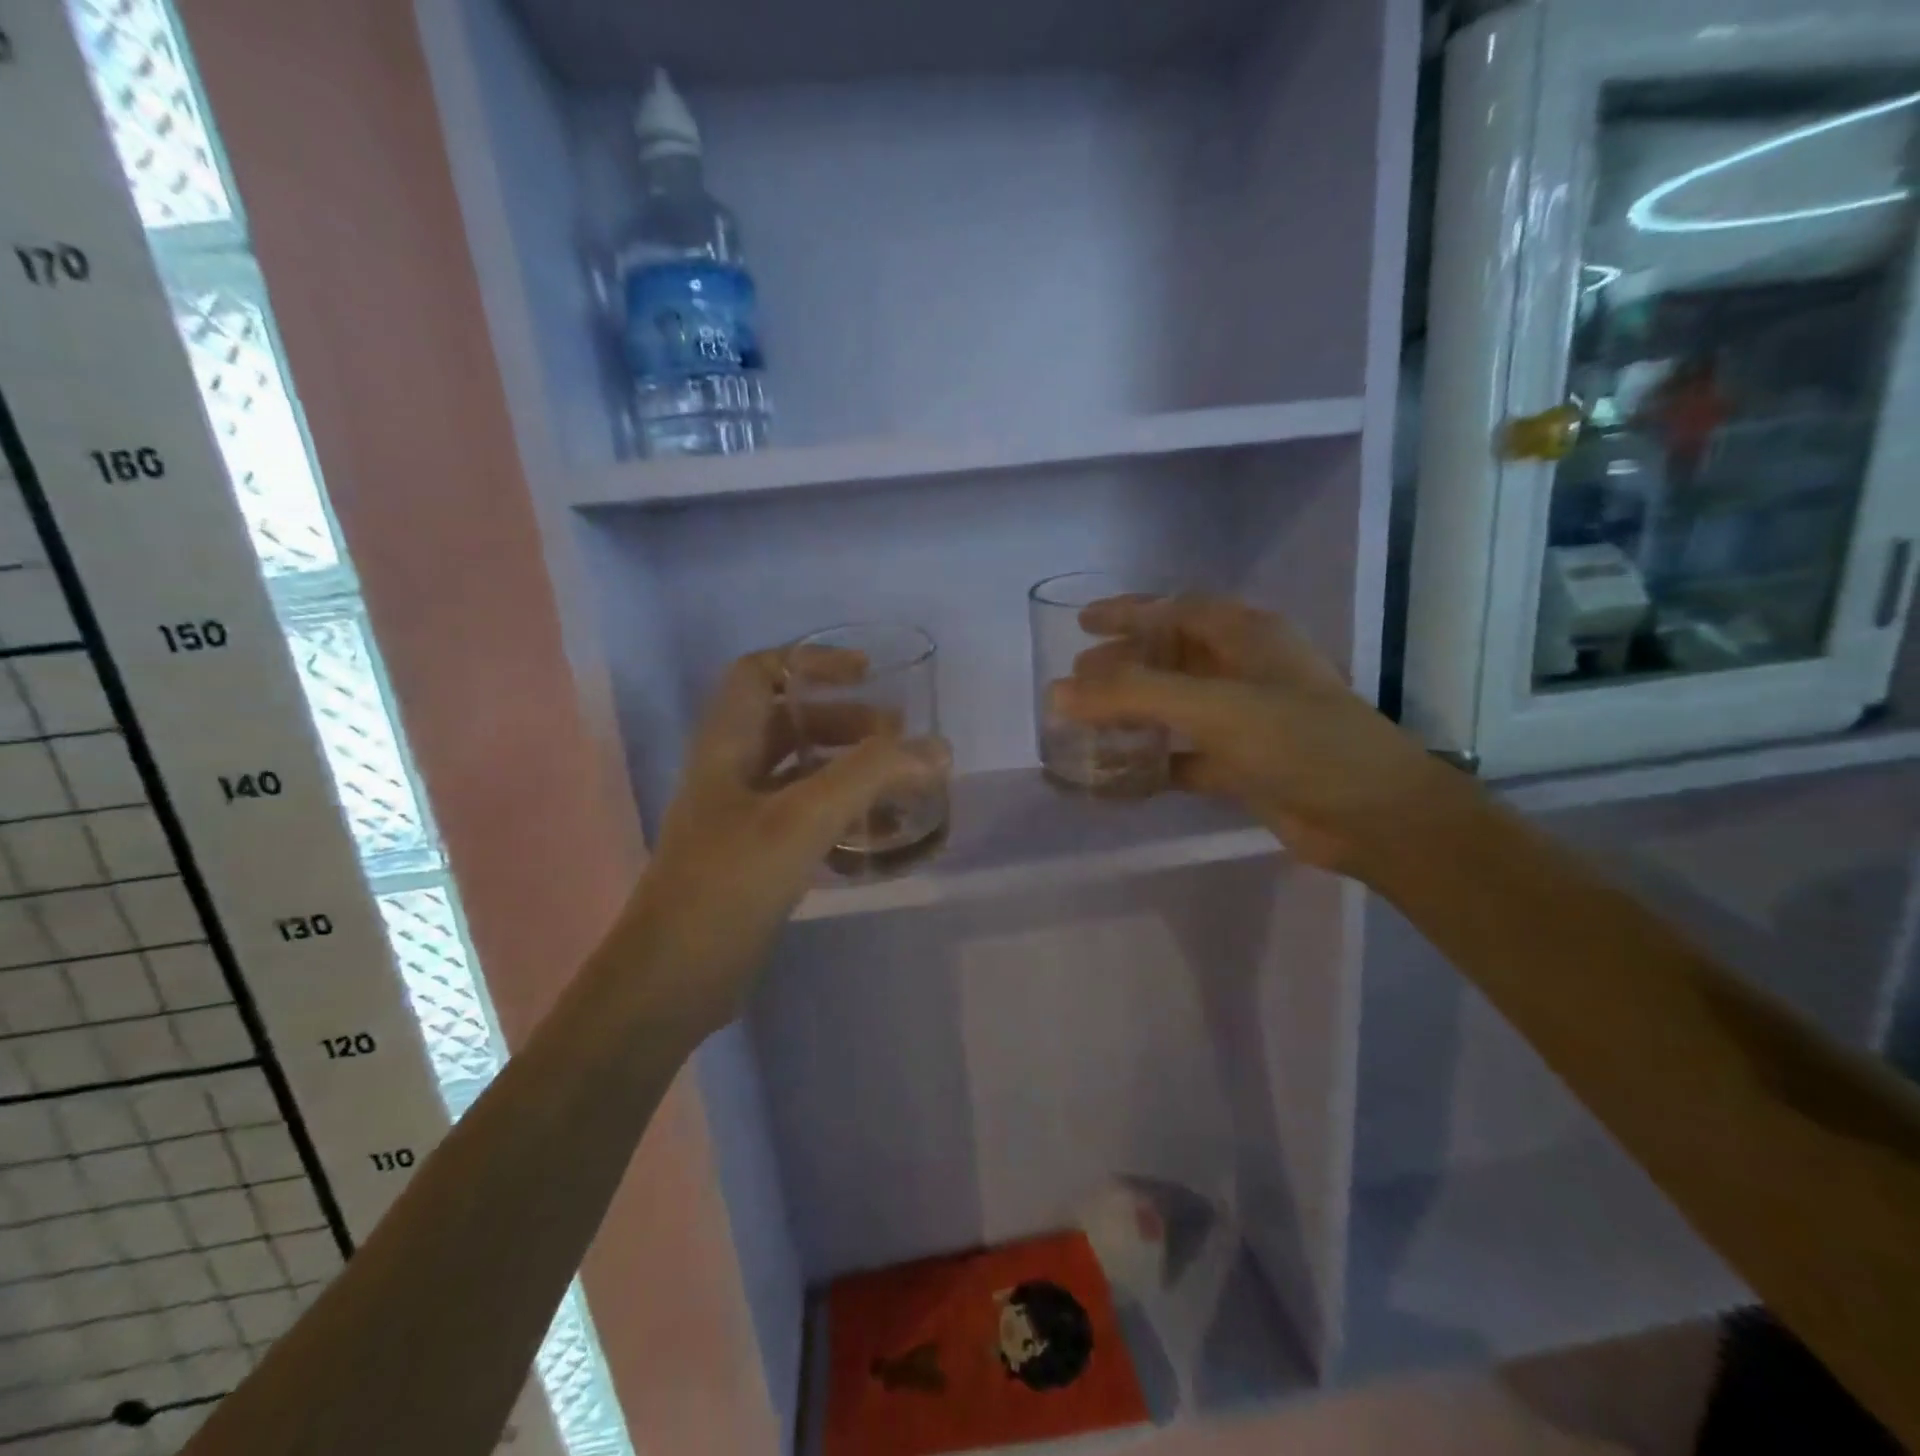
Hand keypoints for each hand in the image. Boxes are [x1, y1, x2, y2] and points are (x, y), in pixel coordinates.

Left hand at [614, 647, 947, 1032]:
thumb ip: (870, 776)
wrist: (673, 979)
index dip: (812, 662)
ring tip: (902, 785)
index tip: (867, 674)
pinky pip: (808, 819)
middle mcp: (732, 772)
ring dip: (852, 771)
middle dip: (848, 723)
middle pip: (792, 723)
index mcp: (727, 744)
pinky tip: (879, 836)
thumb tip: (937, 749)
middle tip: (899, 741)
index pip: (760, 671)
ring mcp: (744, 818)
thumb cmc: (728, 884)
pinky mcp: (758, 858)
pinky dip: (845, 816)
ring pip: (804, 773)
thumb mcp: (801, 819)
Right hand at [1053, 596, 1453, 875]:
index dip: (1127, 612)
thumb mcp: (1214, 707)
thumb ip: (1133, 695)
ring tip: (1087, 723)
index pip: (1174, 609)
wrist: (1376, 817)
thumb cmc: (1300, 742)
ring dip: (1135, 713)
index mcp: (1246, 636)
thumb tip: (1058, 692)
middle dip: (1123, 665)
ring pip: (1177, 706)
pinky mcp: (1245, 765)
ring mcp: (1247, 719)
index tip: (1082, 623)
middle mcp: (1245, 670)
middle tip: (1076, 681)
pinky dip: (1155, 761)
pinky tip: (1121, 774)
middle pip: (1171, 657)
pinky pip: (1186, 755)